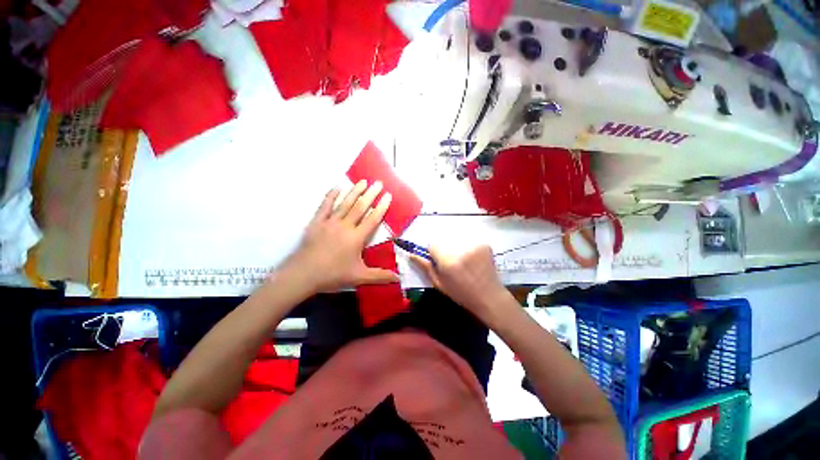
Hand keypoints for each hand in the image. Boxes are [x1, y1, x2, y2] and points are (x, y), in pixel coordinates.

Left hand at [283, 181, 398, 291]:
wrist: (303, 274)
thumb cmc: (333, 275)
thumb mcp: (359, 277)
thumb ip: (380, 276)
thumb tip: (399, 278)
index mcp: (356, 238)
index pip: (373, 219)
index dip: (382, 206)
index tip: (388, 195)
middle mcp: (345, 226)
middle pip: (360, 207)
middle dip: (371, 194)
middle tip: (379, 183)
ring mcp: (330, 222)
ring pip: (345, 203)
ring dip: (355, 191)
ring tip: (363, 181)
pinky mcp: (317, 222)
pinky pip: (325, 205)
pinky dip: (331, 195)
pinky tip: (337, 187)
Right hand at [410, 245, 512, 322]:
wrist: (489, 296)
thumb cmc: (461, 294)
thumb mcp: (439, 283)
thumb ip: (425, 267)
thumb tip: (411, 254)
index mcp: (448, 261)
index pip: (432, 244)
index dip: (433, 252)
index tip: (437, 261)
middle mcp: (461, 250)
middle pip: (444, 241)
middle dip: (444, 249)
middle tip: (451, 264)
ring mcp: (475, 245)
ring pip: (456, 240)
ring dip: (455, 248)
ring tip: (463, 263)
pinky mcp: (484, 244)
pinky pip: (468, 241)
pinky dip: (467, 248)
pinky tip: (472, 260)